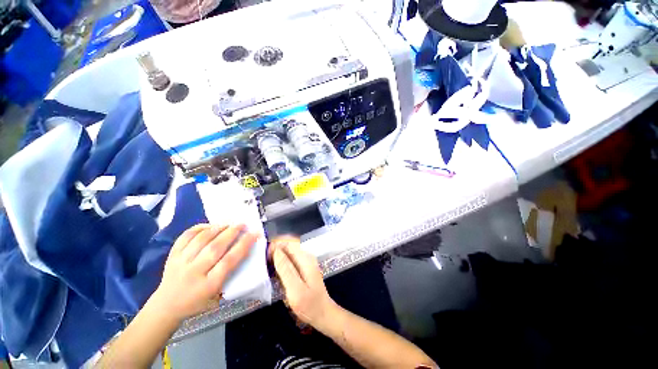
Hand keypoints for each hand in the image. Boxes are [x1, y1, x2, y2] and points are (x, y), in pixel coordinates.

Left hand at [151, 224, 258, 320]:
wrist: (166, 305)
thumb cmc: (198, 302)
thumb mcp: (218, 295)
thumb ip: (231, 274)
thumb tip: (244, 251)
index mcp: (208, 285)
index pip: (229, 261)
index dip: (244, 245)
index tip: (254, 234)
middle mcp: (194, 272)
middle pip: (215, 248)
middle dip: (231, 233)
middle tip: (242, 224)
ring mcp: (181, 262)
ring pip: (201, 240)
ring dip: (217, 228)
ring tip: (228, 223)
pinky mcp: (172, 255)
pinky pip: (186, 236)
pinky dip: (199, 228)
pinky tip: (210, 225)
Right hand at [270, 237, 337, 328]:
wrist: (323, 314)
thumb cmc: (310, 304)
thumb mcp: (295, 289)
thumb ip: (286, 269)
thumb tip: (276, 251)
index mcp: (305, 259)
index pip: (289, 243)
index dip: (276, 246)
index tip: (263, 255)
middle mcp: (306, 257)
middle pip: (288, 247)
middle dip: (275, 251)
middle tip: (262, 262)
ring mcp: (305, 263)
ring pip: (288, 253)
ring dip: (277, 257)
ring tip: (266, 267)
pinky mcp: (303, 269)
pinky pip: (290, 261)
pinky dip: (281, 264)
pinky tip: (275, 272)